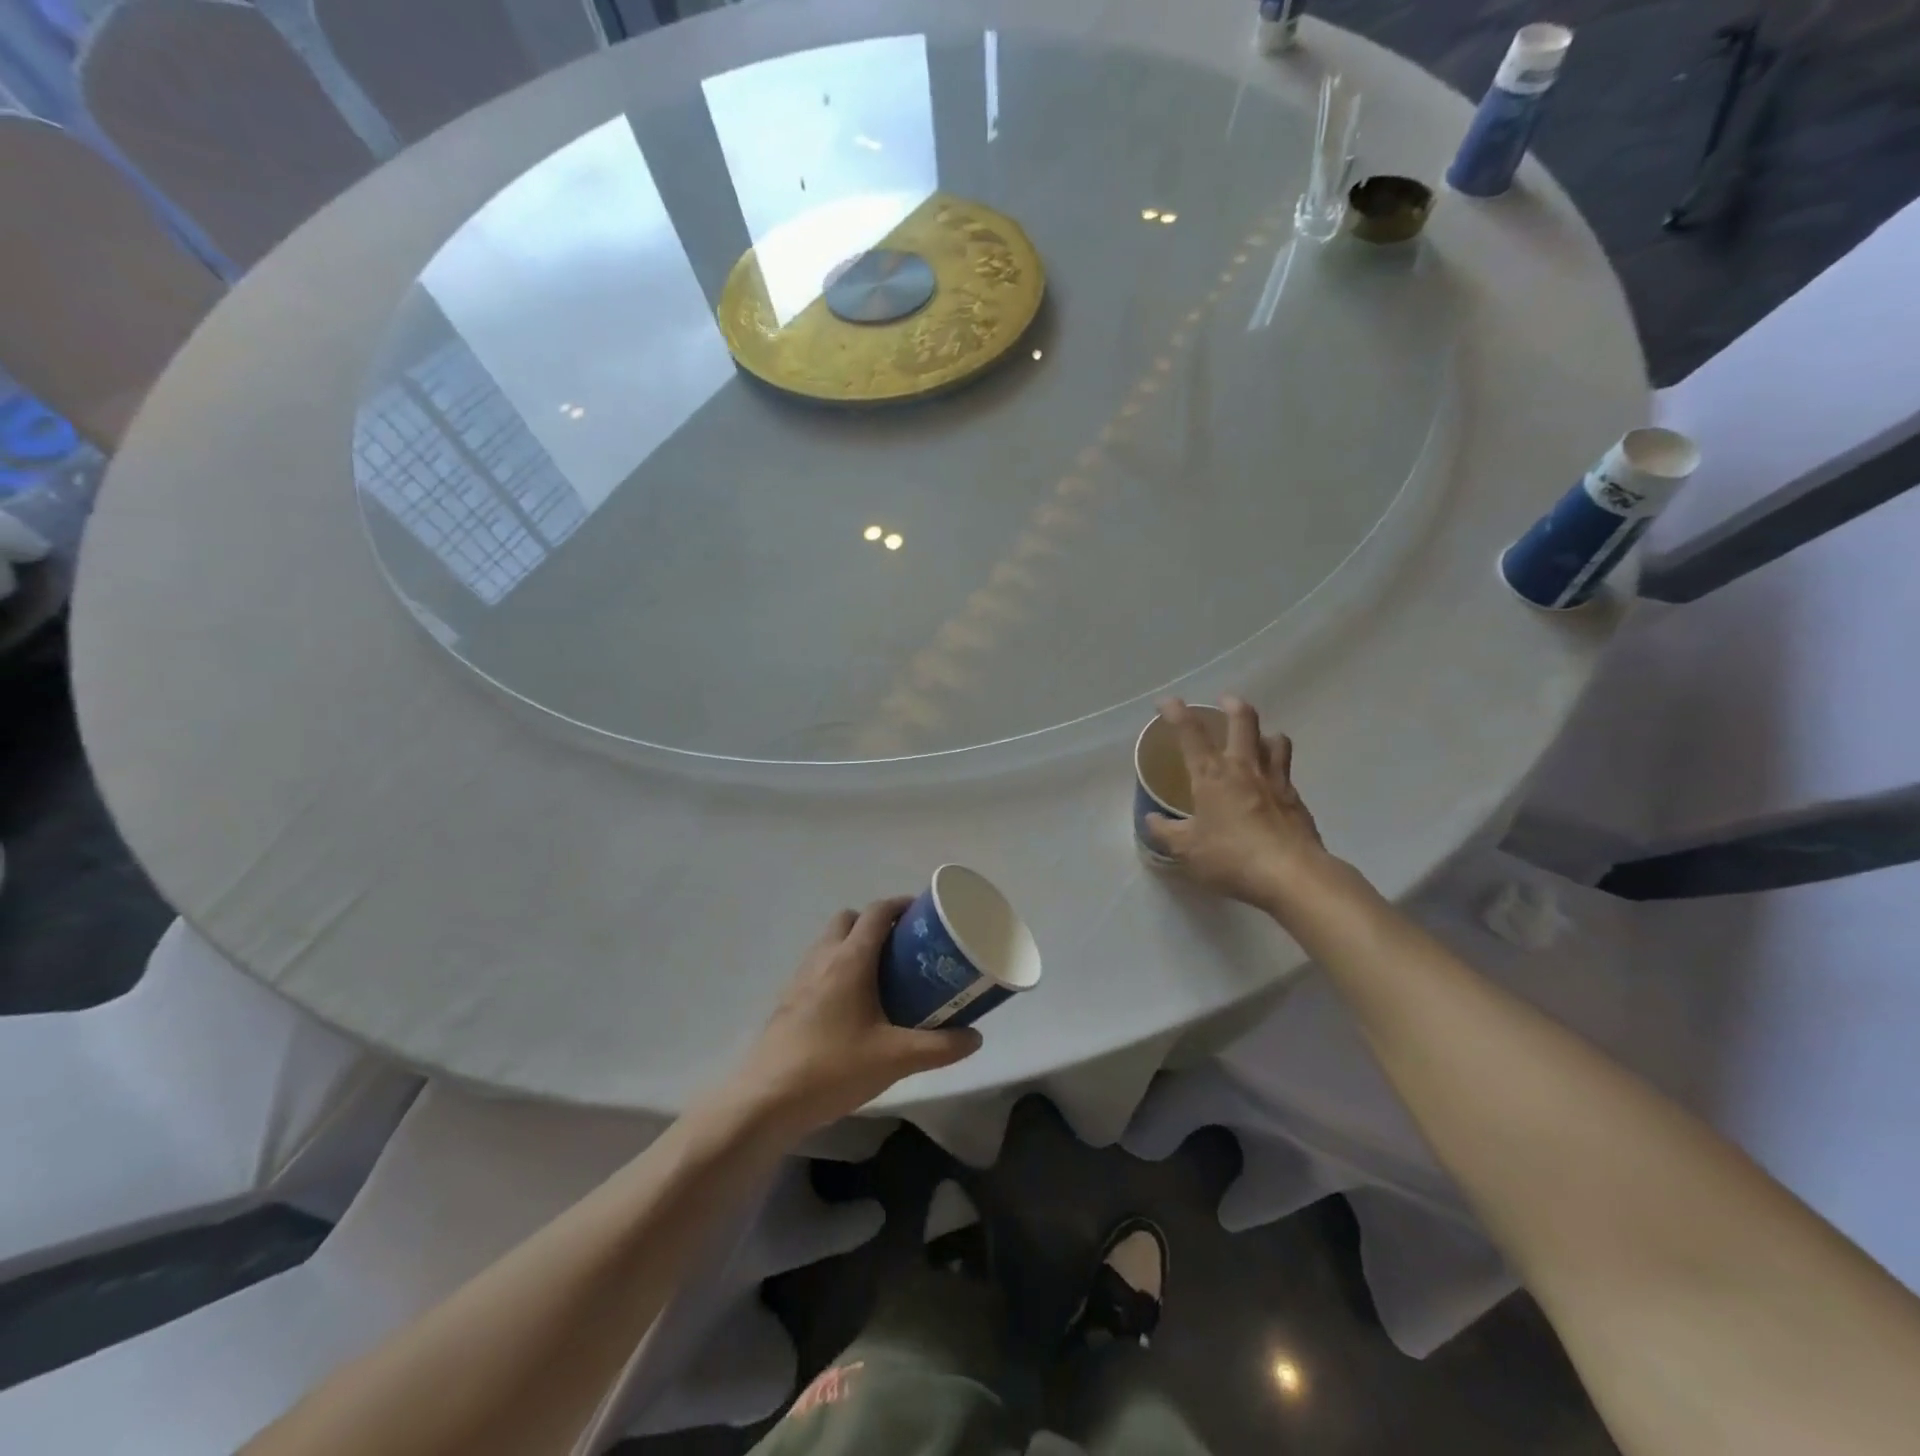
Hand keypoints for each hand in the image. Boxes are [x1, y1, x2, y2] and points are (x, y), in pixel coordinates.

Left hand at [729, 899, 982, 1137]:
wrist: (766, 1100)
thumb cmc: (833, 1068)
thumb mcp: (896, 1059)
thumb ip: (940, 1047)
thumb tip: (975, 1038)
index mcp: (850, 959)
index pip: (877, 912)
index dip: (901, 905)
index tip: (925, 914)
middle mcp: (823, 958)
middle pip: (849, 919)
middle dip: (875, 923)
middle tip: (903, 947)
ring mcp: (800, 979)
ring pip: (829, 942)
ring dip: (854, 945)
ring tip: (881, 975)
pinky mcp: (787, 1001)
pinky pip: (817, 967)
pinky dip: (836, 969)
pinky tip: (852, 1006)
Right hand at [1143, 697, 1330, 910]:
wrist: (1292, 875)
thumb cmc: (1231, 857)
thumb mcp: (1187, 850)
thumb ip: (1166, 832)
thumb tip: (1152, 820)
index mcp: (1212, 774)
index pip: (1190, 733)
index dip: (1176, 712)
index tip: (1166, 702)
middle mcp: (1244, 767)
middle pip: (1243, 720)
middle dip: (1232, 705)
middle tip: (1224, 702)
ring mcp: (1275, 780)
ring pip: (1274, 739)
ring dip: (1263, 733)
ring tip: (1256, 739)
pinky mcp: (1296, 798)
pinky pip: (1286, 770)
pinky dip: (1277, 767)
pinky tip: (1270, 784)